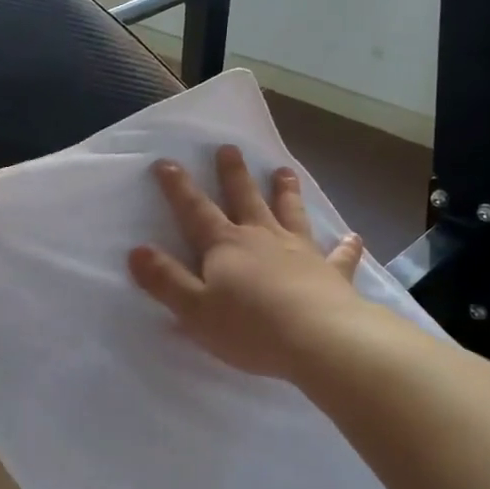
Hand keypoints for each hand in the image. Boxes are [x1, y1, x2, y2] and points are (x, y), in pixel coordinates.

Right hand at [129, 145, 366, 381]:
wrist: (317, 340)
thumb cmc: (248, 328)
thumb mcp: (194, 309)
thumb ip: (165, 280)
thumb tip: (136, 251)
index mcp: (226, 246)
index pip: (195, 211)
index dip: (178, 188)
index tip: (167, 162)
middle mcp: (263, 238)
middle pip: (245, 199)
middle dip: (233, 174)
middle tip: (230, 148)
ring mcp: (300, 252)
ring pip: (290, 213)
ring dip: (285, 192)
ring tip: (284, 171)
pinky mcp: (331, 273)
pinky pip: (339, 255)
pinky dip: (346, 246)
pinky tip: (353, 237)